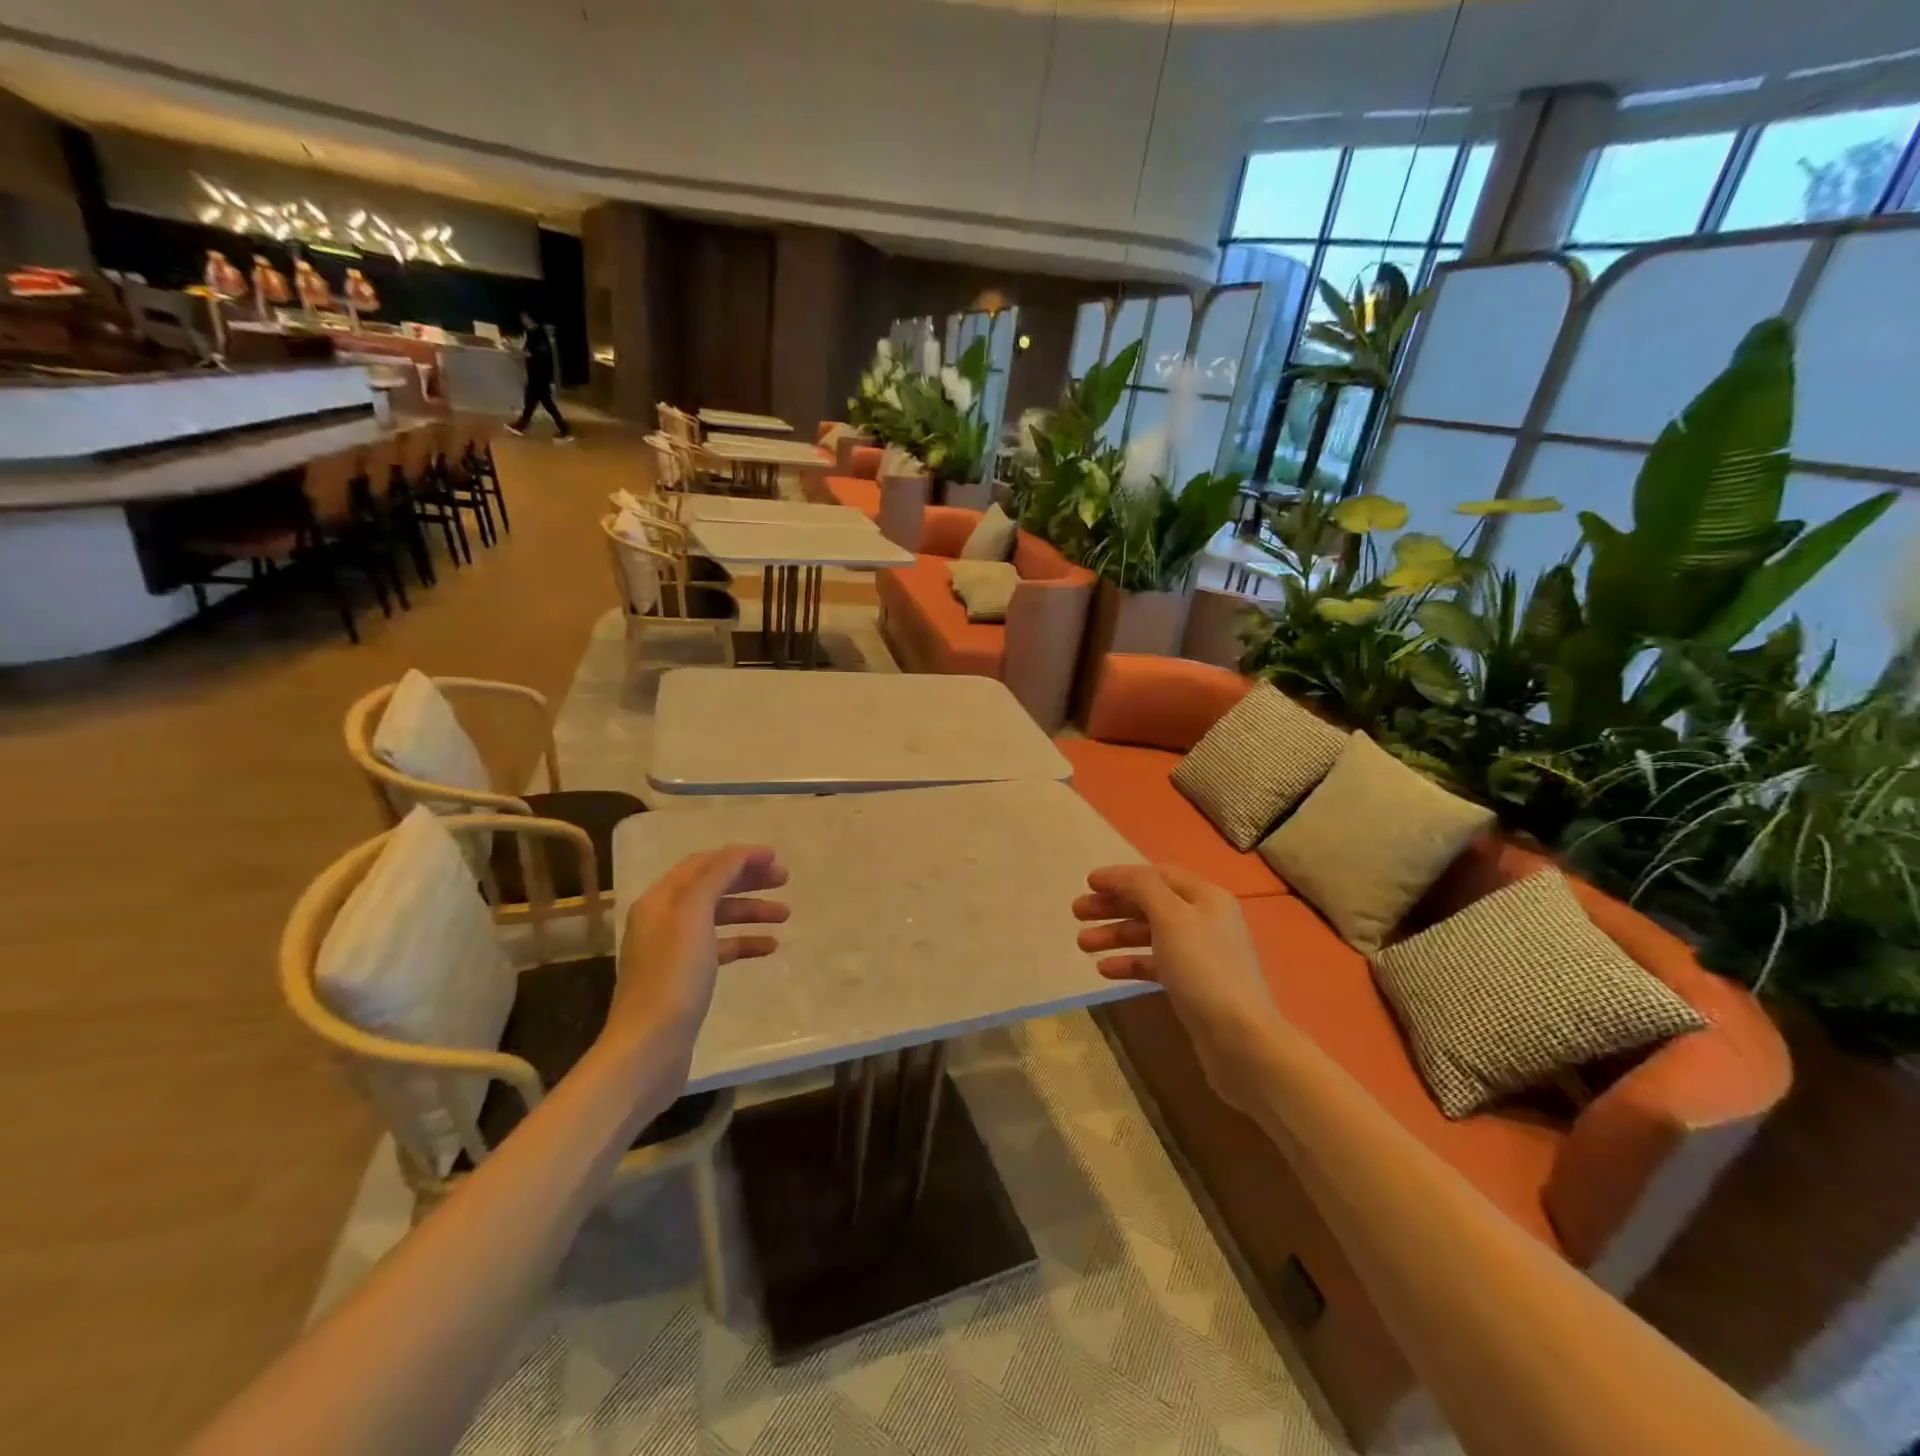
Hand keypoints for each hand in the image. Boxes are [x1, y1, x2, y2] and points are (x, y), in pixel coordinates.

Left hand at [608, 845, 788, 1070]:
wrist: (649, 1047)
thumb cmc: (673, 976)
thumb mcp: (694, 915)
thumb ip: (716, 877)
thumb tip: (739, 852)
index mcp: (660, 900)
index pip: (703, 863)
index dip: (739, 856)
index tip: (775, 858)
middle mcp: (663, 919)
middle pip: (711, 887)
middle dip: (748, 880)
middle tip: (785, 880)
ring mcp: (673, 950)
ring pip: (718, 917)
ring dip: (751, 911)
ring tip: (785, 915)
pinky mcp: (685, 978)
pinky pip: (719, 947)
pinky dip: (744, 942)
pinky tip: (769, 947)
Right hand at [1073, 864, 1282, 1113]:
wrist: (1240, 1040)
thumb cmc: (1203, 969)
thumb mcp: (1171, 917)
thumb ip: (1142, 888)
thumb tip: (1121, 876)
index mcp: (1206, 898)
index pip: (1157, 875)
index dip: (1122, 876)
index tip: (1088, 883)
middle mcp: (1205, 921)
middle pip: (1151, 904)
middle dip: (1113, 906)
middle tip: (1077, 912)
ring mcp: (1200, 955)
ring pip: (1150, 935)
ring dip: (1115, 935)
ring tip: (1081, 943)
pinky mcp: (1193, 986)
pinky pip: (1155, 965)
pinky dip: (1130, 963)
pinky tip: (1104, 970)